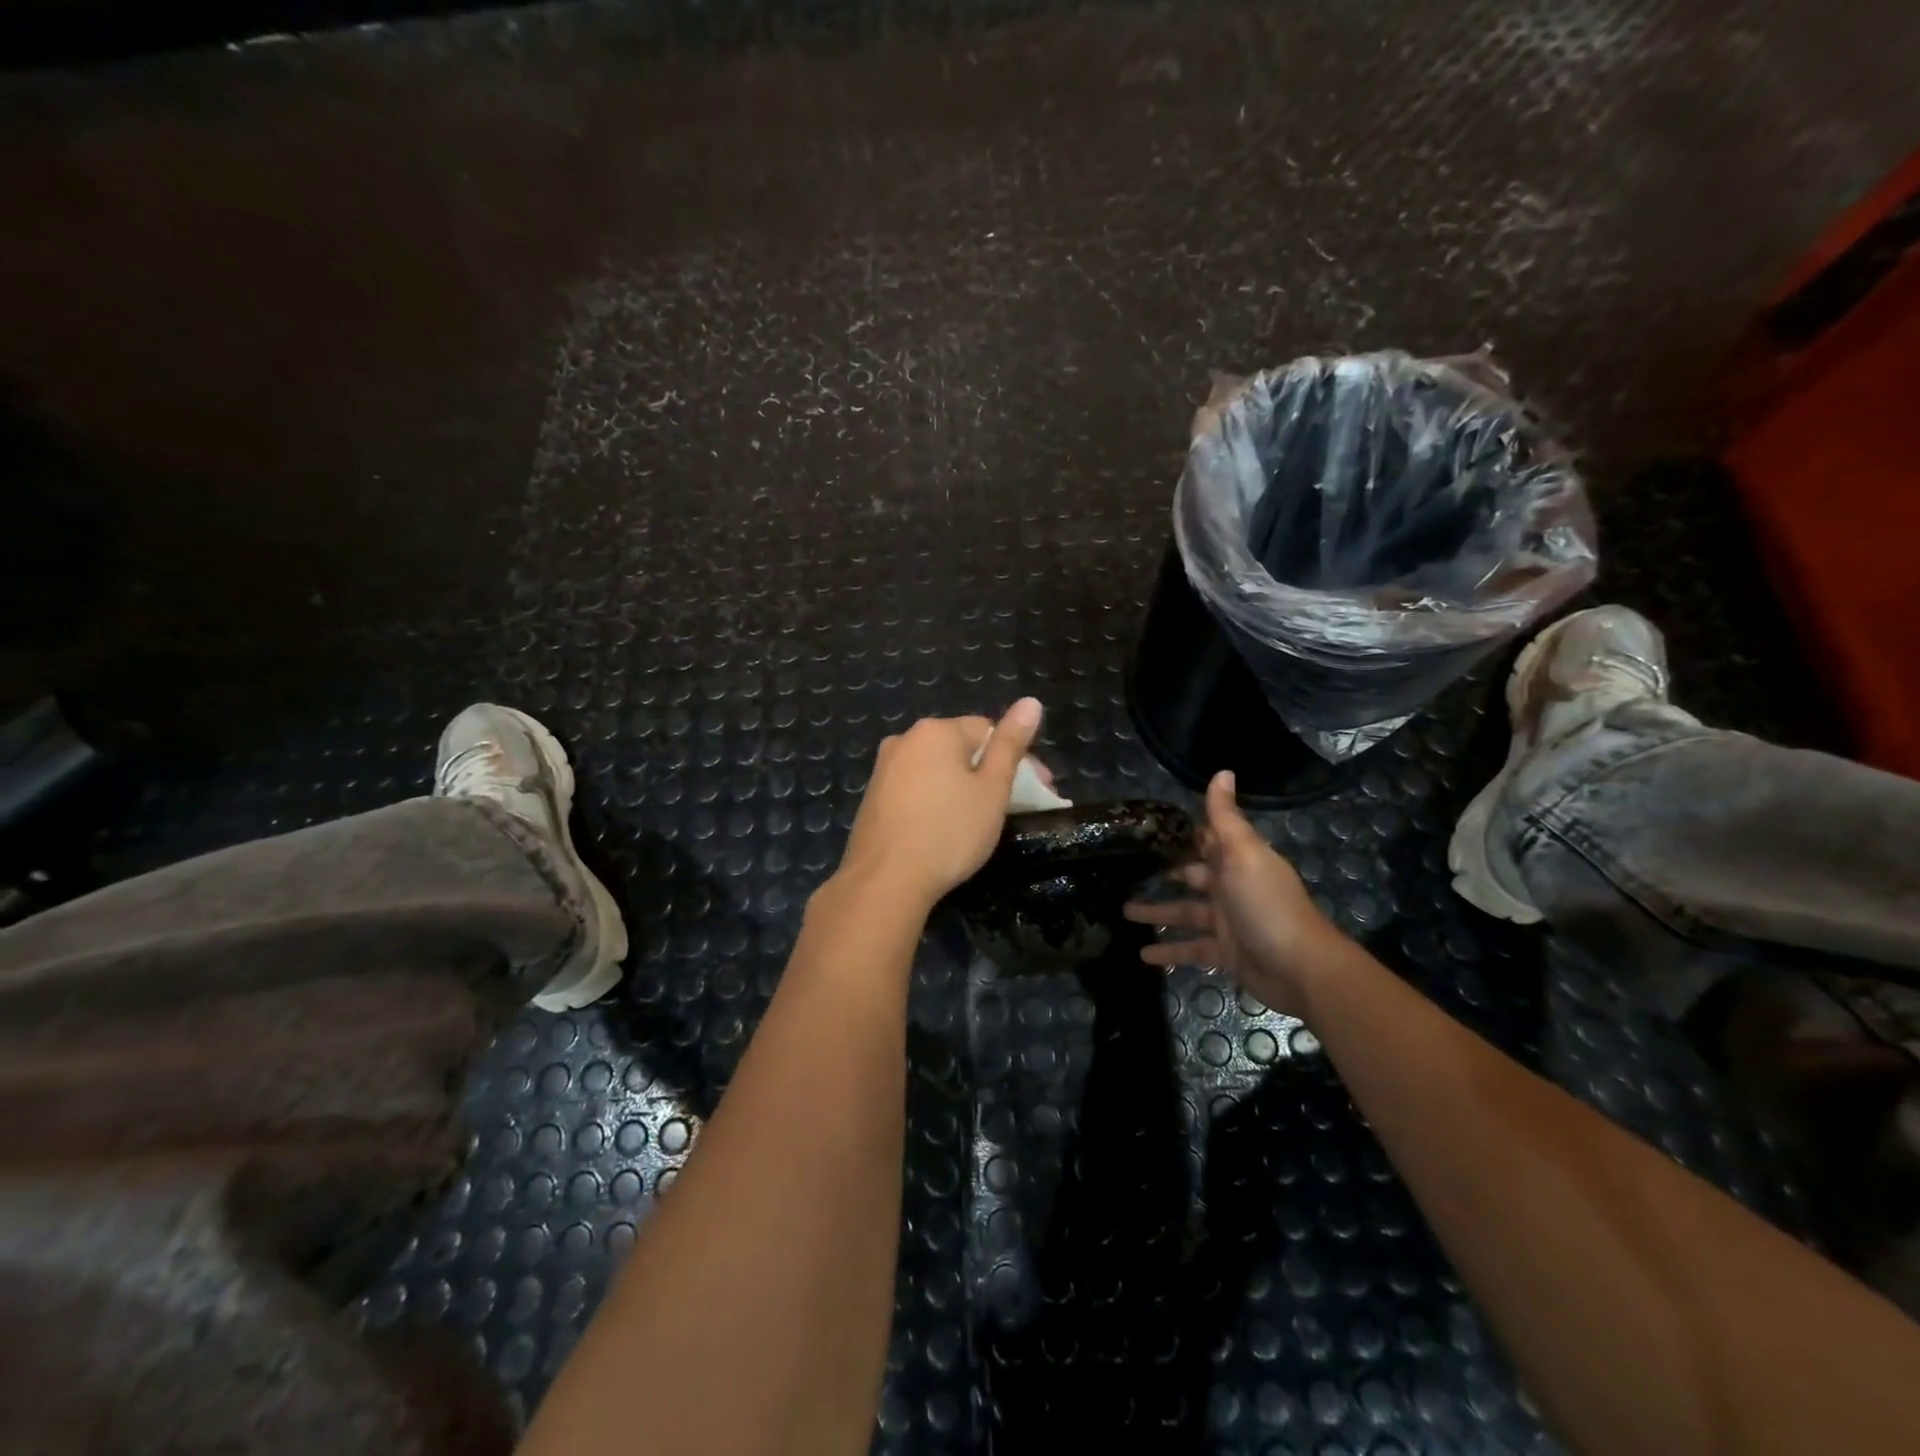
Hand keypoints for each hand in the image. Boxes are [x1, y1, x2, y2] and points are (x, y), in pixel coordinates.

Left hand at [836, 698, 1044, 909]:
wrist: (884, 881)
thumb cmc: (949, 832)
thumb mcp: (992, 789)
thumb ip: (1011, 744)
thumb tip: (1031, 701)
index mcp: (936, 731)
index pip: (988, 730)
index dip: (1019, 758)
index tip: (1039, 791)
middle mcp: (905, 740)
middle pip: (961, 748)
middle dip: (991, 772)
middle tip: (1016, 807)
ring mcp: (883, 769)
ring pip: (937, 769)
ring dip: (963, 786)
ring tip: (982, 819)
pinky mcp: (873, 797)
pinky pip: (916, 787)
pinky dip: (937, 799)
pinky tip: (945, 827)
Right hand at [1123, 770, 1346, 1014]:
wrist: (1299, 967)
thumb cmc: (1266, 903)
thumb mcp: (1243, 853)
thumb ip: (1225, 817)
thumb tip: (1222, 771)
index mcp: (1237, 860)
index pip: (1206, 841)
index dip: (1182, 834)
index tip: (1150, 828)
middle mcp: (1231, 888)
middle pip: (1192, 875)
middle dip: (1166, 871)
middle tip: (1128, 868)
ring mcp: (1227, 923)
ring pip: (1184, 913)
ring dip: (1156, 911)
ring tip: (1123, 910)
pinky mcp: (1224, 953)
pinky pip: (1189, 949)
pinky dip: (1168, 952)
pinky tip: (1143, 955)